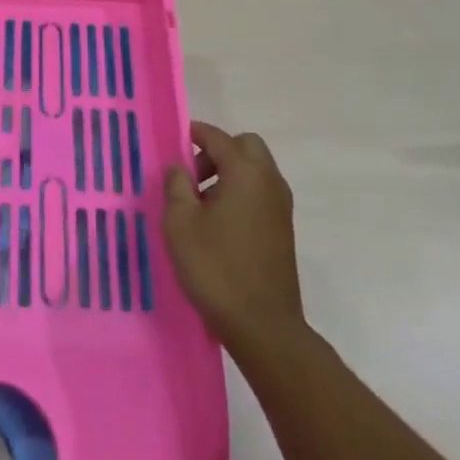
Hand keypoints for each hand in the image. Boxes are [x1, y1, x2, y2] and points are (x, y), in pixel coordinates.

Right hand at [162, 120, 304, 352]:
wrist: (263, 326)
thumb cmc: (216, 268)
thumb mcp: (180, 223)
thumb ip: (176, 185)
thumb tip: (179, 167)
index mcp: (245, 173)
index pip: (218, 138)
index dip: (196, 133)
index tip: (176, 139)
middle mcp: (269, 182)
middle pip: (246, 147)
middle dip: (218, 151)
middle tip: (192, 175)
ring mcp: (281, 207)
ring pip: (256, 170)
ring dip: (230, 173)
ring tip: (200, 203)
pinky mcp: (283, 230)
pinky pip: (260, 193)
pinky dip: (240, 193)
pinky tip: (218, 223)